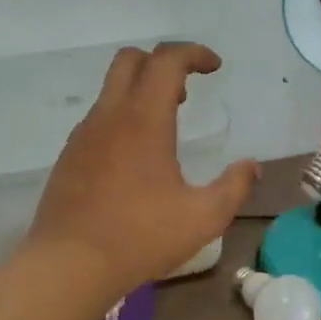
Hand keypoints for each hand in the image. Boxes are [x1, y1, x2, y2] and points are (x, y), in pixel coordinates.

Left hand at [27, 42, 257, 296]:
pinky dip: (121, 119)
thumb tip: (251, 167)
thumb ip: (234, 187)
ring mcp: (83, 136)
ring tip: (165, 129)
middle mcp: (109, 116)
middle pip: (130, 60)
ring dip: (140, 93)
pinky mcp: (69, 157)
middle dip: (162, 63)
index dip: (193, 54)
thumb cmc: (140, 237)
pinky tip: (135, 159)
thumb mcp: (203, 217)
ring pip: (111, 90)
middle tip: (185, 92)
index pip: (166, 60)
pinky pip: (98, 119)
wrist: (69, 265)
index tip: (214, 67)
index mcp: (143, 119)